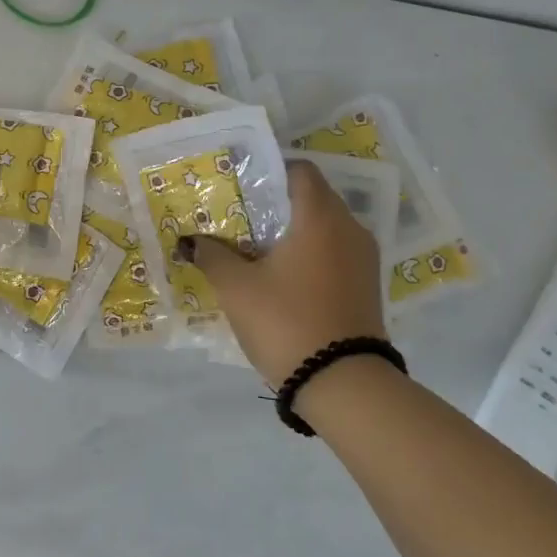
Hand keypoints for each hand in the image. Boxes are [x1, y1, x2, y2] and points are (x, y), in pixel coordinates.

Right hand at [182, 161, 386, 386]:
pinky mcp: (366, 287)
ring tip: (254, 247)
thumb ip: (212, 256)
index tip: (240, 184)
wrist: (345, 386)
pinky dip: (309, 254)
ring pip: (324, 228)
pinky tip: (280, 275)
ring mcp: (363, 259)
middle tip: (238, 216)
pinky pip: (334, 254)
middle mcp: (349, 229)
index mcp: (320, 217)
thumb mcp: (237, 288)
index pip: (300, 171)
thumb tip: (190, 241)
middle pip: (311, 198)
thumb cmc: (287, 321)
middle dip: (275, 203)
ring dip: (292, 231)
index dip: (269, 171)